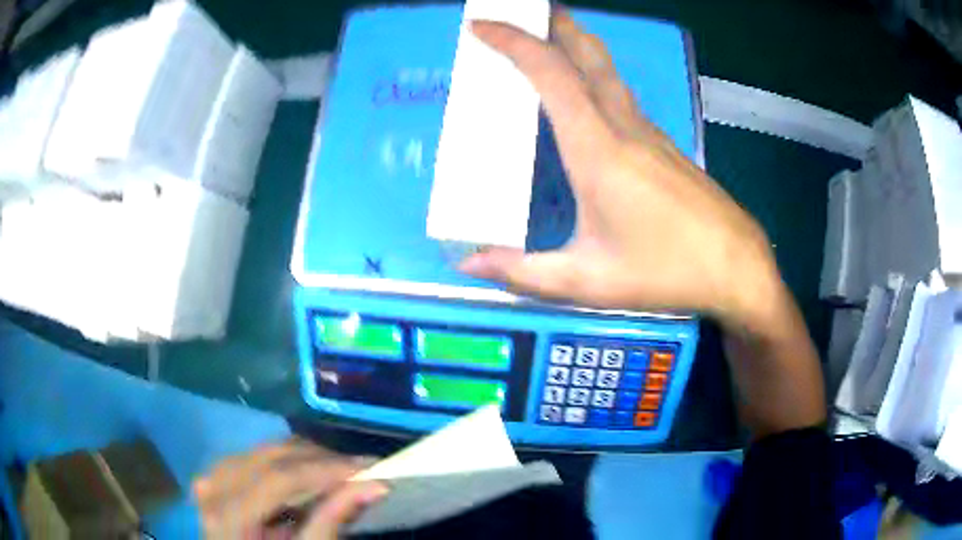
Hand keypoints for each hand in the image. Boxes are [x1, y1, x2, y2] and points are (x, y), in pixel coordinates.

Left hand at [194, 438, 386, 539]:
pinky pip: (256, 458)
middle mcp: (212, 485)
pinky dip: (287, 463)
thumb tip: (376, 486)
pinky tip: (309, 474)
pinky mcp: (217, 475)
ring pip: (265, 451)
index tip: (370, 468)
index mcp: (226, 514)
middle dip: (321, 460)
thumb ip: (331, 522)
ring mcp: (211, 476)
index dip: (325, 470)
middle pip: (271, 458)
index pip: (279, 479)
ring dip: (306, 459)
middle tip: (364, 467)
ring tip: (342, 472)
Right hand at [460, 12, 782, 329]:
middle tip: (522, 8)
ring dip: (574, 44)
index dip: (514, 43)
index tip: (481, 27)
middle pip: (588, 55)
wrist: (735, 267)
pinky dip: (592, 75)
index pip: (552, 76)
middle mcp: (624, 127)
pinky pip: (619, 94)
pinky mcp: (662, 144)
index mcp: (599, 150)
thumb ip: (525, 272)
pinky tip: (582, 92)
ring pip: (607, 70)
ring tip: (546, 35)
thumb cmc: (665, 272)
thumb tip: (470, 263)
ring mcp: (648, 132)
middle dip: (553, 22)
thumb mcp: (588, 282)